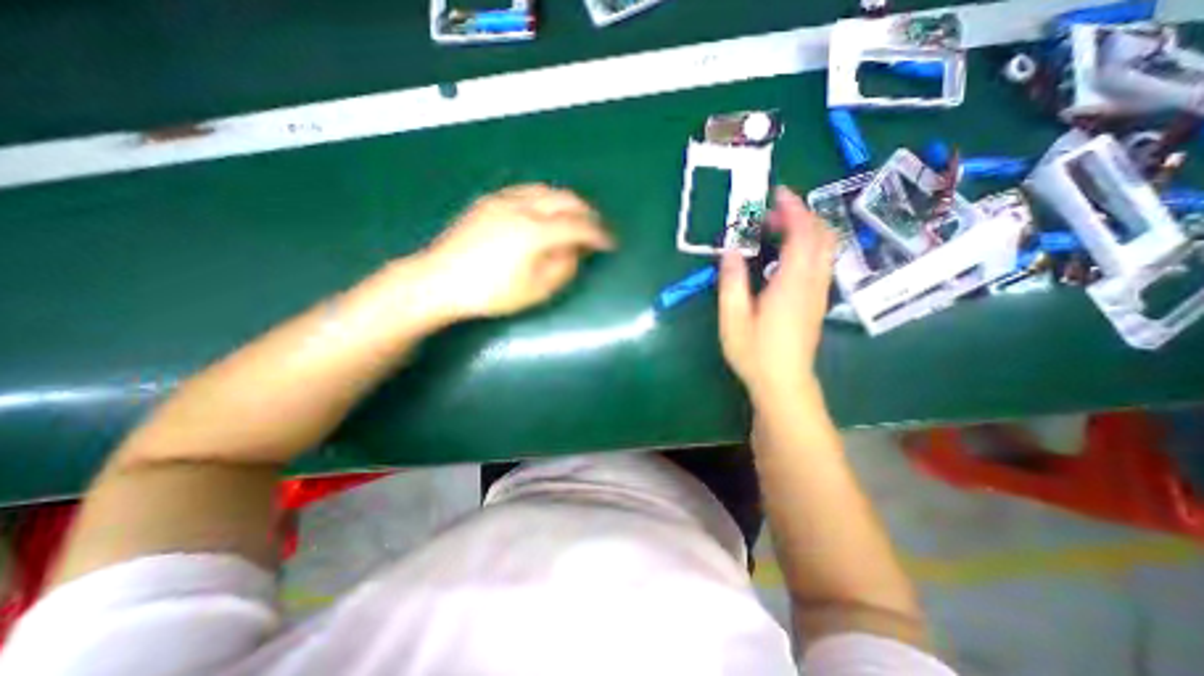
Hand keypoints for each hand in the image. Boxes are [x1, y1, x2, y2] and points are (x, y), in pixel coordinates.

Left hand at [421, 181, 614, 319]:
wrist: (439, 281)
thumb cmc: (490, 293)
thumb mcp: (535, 290)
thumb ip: (563, 268)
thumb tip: (577, 251)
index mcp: (535, 232)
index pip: (578, 226)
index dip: (599, 234)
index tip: (611, 243)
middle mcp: (522, 207)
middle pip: (565, 200)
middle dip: (587, 213)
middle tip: (597, 229)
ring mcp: (503, 200)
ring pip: (547, 190)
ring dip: (567, 203)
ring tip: (574, 219)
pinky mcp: (489, 201)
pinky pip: (527, 191)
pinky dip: (546, 199)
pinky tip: (545, 211)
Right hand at [712, 185, 839, 394]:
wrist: (784, 383)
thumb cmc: (755, 352)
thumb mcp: (733, 318)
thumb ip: (732, 281)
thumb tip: (729, 250)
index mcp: (792, 283)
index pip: (802, 233)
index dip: (792, 208)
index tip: (776, 193)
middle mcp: (813, 282)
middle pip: (821, 235)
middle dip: (800, 214)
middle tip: (770, 212)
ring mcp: (819, 291)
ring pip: (825, 247)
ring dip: (805, 229)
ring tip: (774, 229)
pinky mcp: (818, 300)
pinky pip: (820, 261)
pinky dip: (807, 245)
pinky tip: (784, 254)